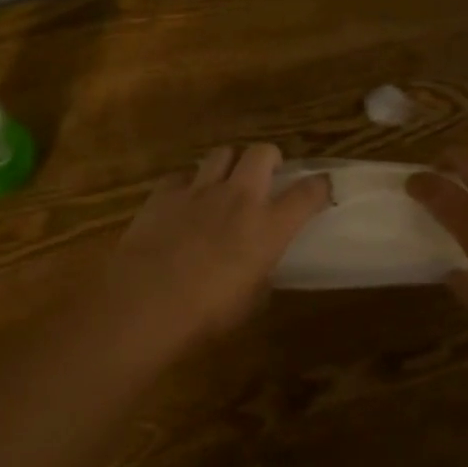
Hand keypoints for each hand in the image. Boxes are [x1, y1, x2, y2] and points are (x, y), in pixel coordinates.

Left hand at [110, 144, 331, 339]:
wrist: (145, 303)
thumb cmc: (205, 314)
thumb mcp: (249, 303)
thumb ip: (261, 276)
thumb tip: (260, 269)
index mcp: (269, 226)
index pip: (308, 192)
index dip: (320, 186)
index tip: (322, 187)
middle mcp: (239, 197)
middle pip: (262, 152)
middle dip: (269, 158)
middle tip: (267, 175)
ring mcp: (199, 190)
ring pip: (222, 153)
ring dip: (229, 164)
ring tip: (225, 182)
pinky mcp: (164, 192)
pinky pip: (182, 175)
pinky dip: (188, 184)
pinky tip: (184, 202)